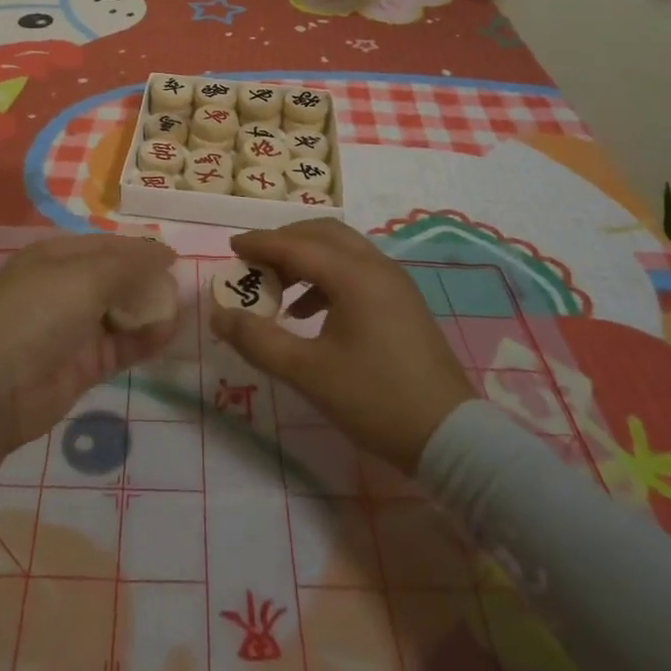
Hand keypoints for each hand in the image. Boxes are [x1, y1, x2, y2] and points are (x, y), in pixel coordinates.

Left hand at [0, 235, 181, 468]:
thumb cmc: (36, 314)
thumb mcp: (84, 277)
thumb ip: (129, 265)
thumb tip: (165, 252)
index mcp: (56, 256)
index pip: (106, 245)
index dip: (139, 249)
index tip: (174, 256)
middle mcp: (65, 286)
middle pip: (115, 277)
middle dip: (148, 279)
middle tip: (183, 284)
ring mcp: (74, 327)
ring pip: (121, 311)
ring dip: (150, 309)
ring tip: (184, 307)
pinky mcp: (84, 364)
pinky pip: (122, 344)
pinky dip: (146, 338)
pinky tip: (171, 332)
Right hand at [211, 219, 473, 472]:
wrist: (451, 436)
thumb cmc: (375, 399)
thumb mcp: (308, 373)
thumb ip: (258, 340)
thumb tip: (219, 316)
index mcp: (353, 275)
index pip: (295, 245)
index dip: (260, 243)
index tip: (231, 247)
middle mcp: (375, 266)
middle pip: (322, 234)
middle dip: (284, 242)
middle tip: (255, 263)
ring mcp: (394, 282)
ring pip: (341, 249)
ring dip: (306, 258)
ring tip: (278, 291)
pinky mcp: (403, 301)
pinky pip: (356, 270)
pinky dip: (327, 276)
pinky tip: (310, 313)